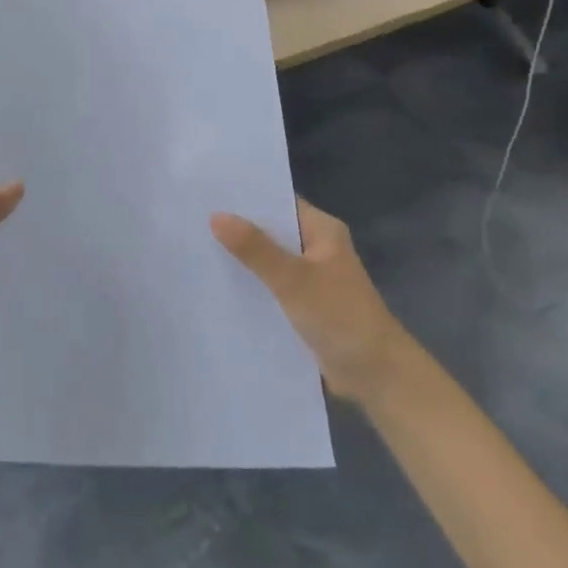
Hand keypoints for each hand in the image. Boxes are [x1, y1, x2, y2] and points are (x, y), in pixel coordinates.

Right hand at [211, 198, 408, 397]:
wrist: (377, 375)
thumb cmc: (340, 316)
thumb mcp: (293, 279)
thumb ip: (254, 248)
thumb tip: (215, 216)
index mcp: (322, 230)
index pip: (278, 202)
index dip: (246, 197)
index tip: (207, 192)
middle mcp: (317, 248)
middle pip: (271, 231)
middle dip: (237, 228)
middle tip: (191, 219)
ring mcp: (310, 278)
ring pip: (268, 261)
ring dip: (241, 259)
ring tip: (194, 248)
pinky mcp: (304, 305)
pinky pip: (270, 287)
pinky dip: (250, 285)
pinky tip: (217, 285)